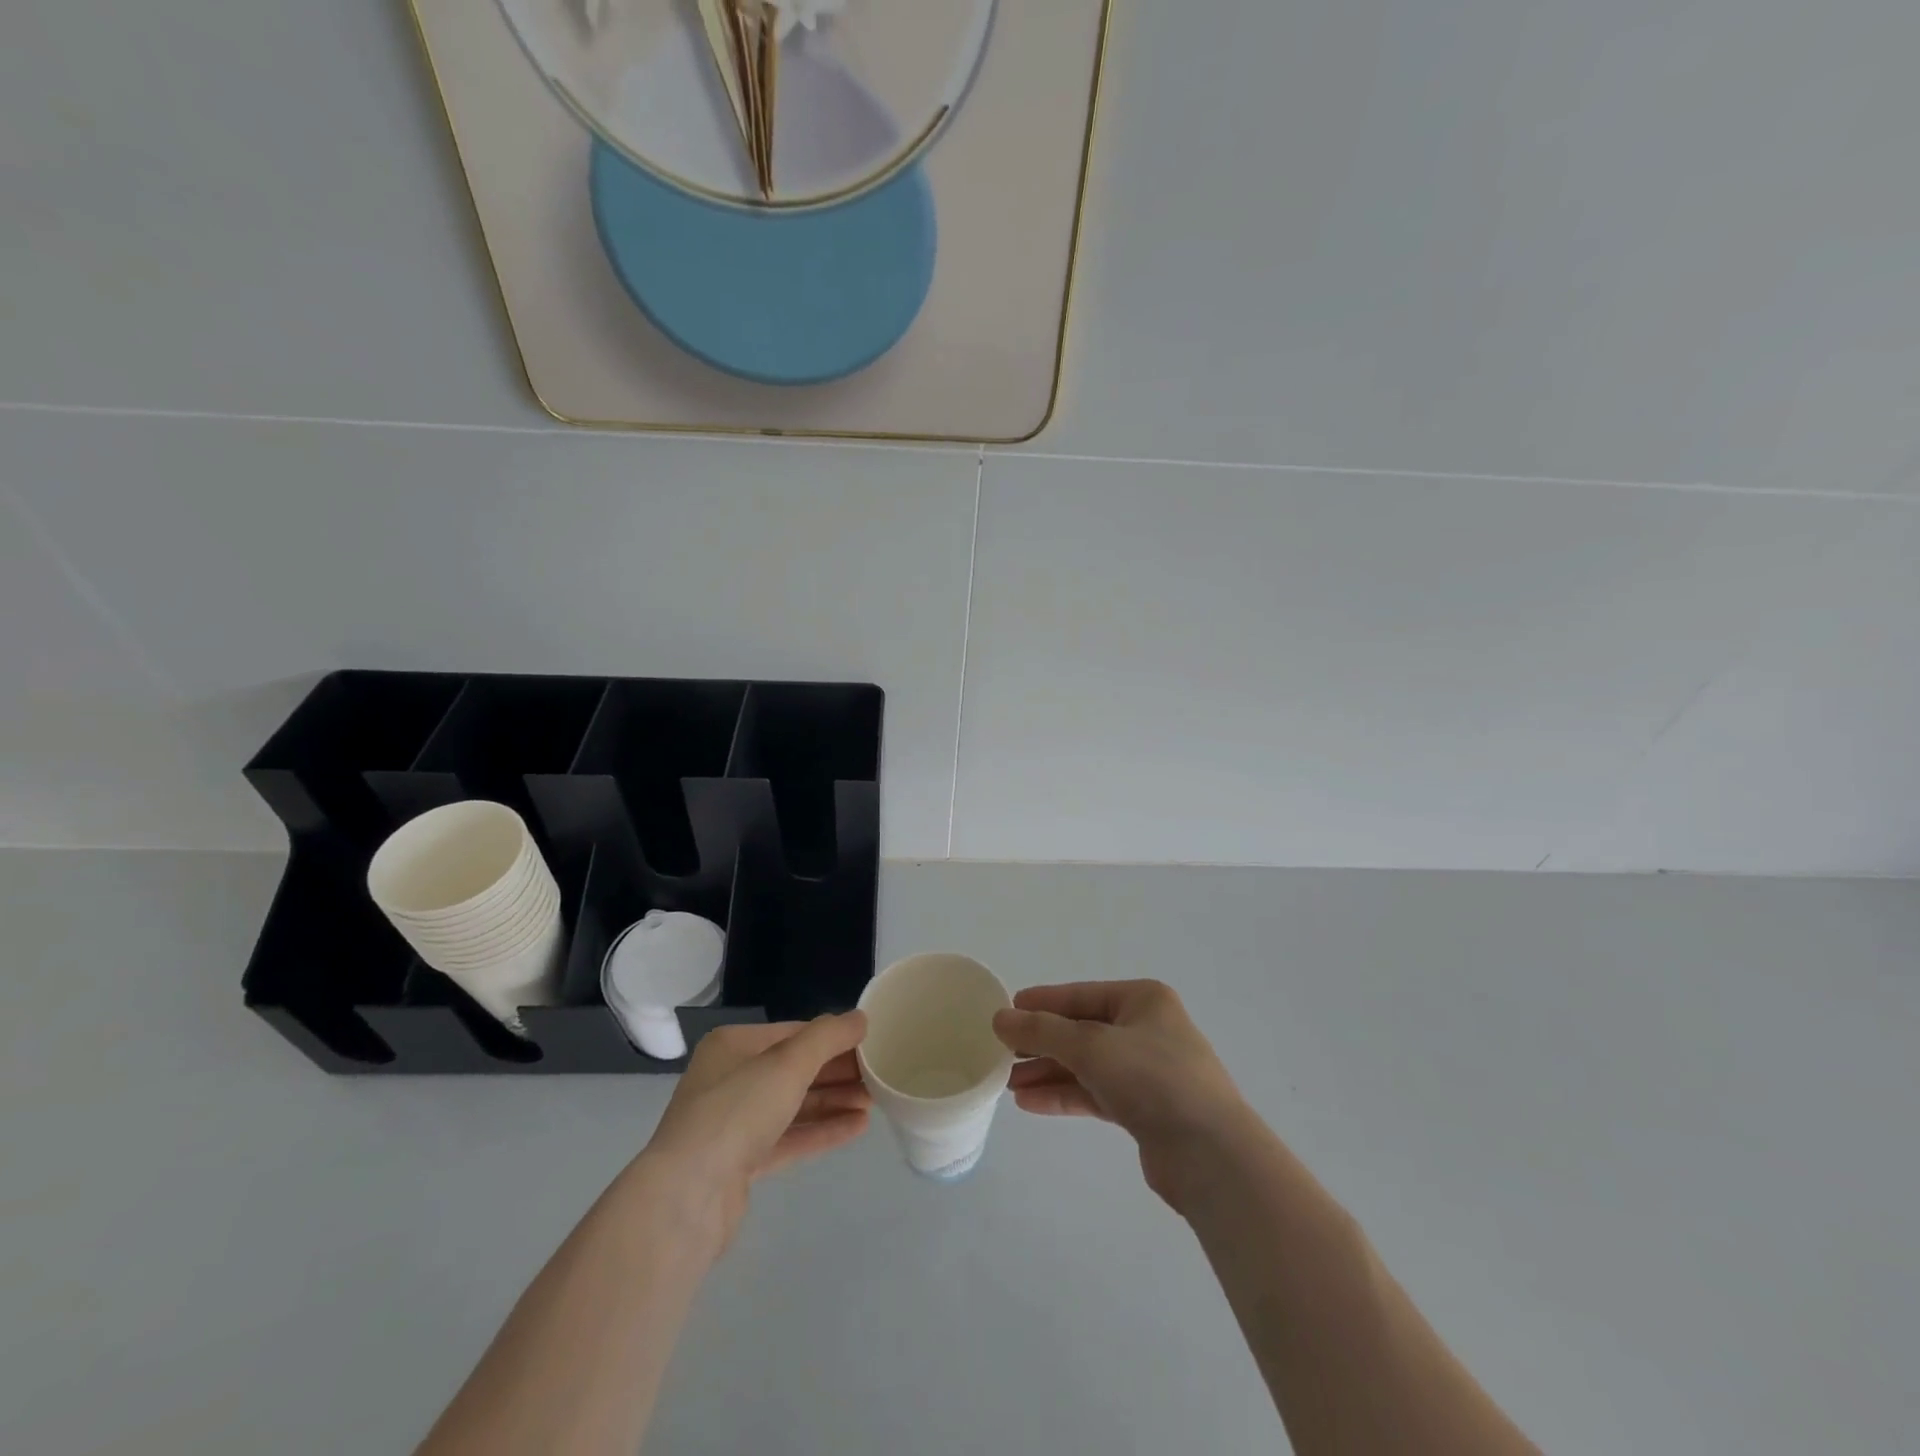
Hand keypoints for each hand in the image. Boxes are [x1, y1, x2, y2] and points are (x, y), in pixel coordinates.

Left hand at [636, 1013, 871, 1253]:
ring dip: (834, 1101)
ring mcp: (734, 1124)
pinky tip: (857, 1127)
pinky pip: (790, 1138)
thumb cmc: (737, 1111)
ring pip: (794, 1105)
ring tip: (876, 1101)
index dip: (834, 1037)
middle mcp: (731, 1079)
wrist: (686, 1197)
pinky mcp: (741, 1163)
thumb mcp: (788, 1063)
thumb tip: (860, 1018)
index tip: (871, 1043)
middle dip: (838, 1071)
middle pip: (795, 1069)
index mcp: (734, 1046)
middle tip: (880, 1074)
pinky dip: (822, 1130)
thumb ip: (828, 1037)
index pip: (794, 1033)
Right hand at [994, 981, 1250, 1208]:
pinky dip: (1065, 1095)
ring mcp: (1148, 1071)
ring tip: (1008, 1083)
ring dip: (1049, 1072)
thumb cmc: (1153, 1079)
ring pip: (1086, 1065)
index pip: (1081, 995)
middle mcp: (1147, 1029)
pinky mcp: (1145, 1110)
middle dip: (1042, 1043)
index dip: (1042, 1003)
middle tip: (1002, 1053)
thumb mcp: (1091, 1046)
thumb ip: (1042, 1031)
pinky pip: (1096, 1093)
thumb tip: (1000, 1018)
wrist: (1211, 1155)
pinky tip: (1030, 1103)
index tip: (1006, 1011)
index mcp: (1143, 1000)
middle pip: (1082, 1031)